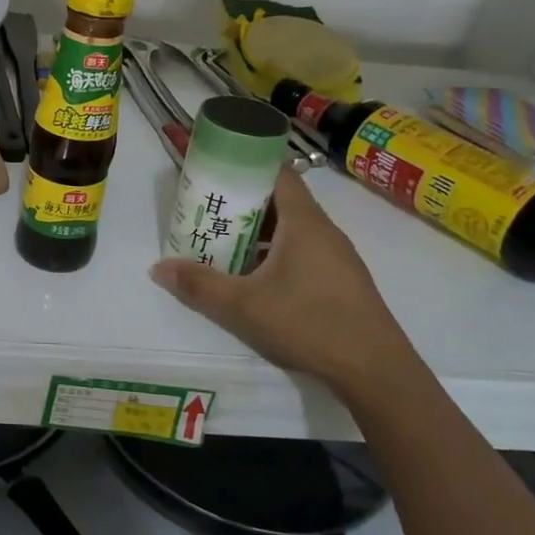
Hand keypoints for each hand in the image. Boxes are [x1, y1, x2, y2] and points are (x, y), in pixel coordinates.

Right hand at [150, 165, 420, 396]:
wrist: (376, 372)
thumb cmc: (309, 324)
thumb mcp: (243, 306)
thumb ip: (199, 285)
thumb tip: (158, 268)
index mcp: (304, 222)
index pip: (277, 172)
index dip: (246, 163)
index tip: (216, 165)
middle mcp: (323, 231)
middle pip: (280, 199)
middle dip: (243, 199)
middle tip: (208, 206)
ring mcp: (335, 257)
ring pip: (290, 228)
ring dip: (257, 229)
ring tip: (222, 239)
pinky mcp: (340, 281)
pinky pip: (301, 251)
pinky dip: (273, 252)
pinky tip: (252, 277)